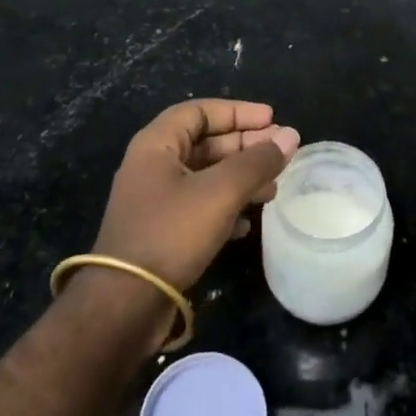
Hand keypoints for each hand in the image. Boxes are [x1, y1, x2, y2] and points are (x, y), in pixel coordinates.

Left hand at [90, 99, 299, 295]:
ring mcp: (156, 201)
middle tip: (280, 153)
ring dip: (240, 179)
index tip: (272, 119)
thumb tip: (290, 135)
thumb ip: (257, 162)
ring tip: (273, 189)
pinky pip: (200, 207)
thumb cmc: (171, 233)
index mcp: (156, 145)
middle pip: (205, 143)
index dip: (237, 112)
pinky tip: (248, 223)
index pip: (199, 111)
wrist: (125, 304)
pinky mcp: (161, 232)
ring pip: (206, 177)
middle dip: (244, 146)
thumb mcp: (220, 192)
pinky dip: (226, 207)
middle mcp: (153, 166)